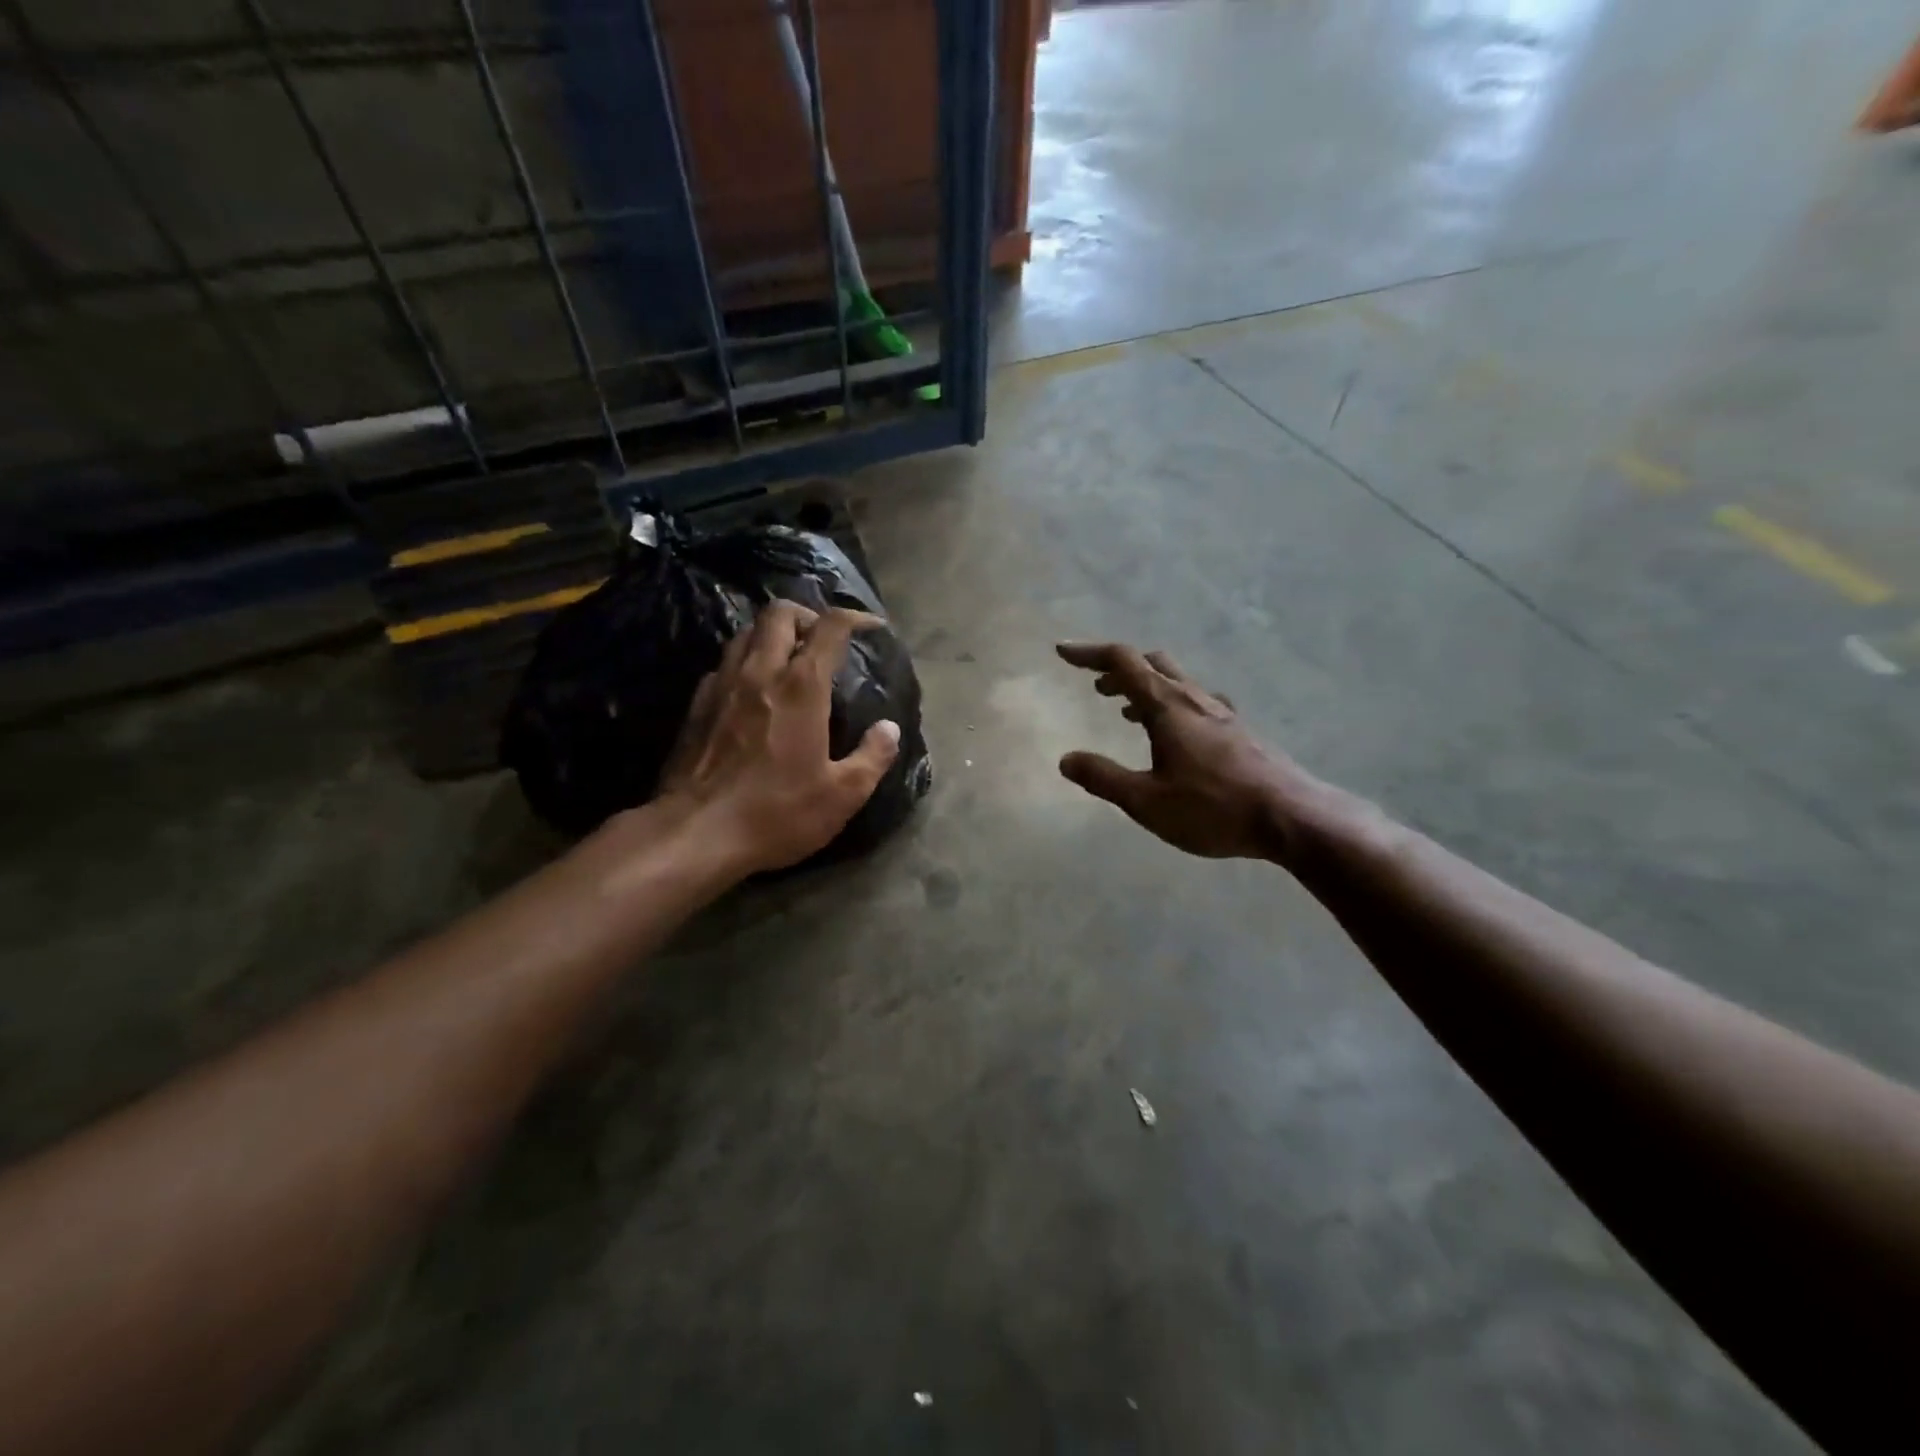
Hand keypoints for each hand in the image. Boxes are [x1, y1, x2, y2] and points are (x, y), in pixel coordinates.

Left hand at [657, 600, 900, 875]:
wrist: (696, 833)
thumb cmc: (776, 812)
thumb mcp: (842, 795)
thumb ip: (872, 757)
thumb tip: (889, 729)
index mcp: (801, 686)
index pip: (830, 627)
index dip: (855, 618)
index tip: (871, 627)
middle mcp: (759, 672)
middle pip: (780, 613)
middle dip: (807, 615)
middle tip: (823, 640)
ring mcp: (722, 685)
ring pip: (746, 632)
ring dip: (772, 634)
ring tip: (789, 659)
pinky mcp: (697, 705)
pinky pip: (725, 663)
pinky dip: (746, 662)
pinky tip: (753, 690)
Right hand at [1056, 642, 1321, 861]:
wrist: (1292, 818)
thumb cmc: (1213, 808)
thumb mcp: (1147, 801)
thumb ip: (1103, 778)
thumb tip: (1066, 760)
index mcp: (1167, 707)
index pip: (1122, 662)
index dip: (1089, 653)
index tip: (1062, 651)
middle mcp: (1194, 699)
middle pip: (1153, 663)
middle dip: (1119, 669)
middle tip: (1096, 687)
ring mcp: (1222, 713)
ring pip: (1177, 682)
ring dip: (1145, 688)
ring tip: (1125, 712)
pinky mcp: (1240, 731)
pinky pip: (1196, 702)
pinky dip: (1171, 705)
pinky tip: (1175, 733)